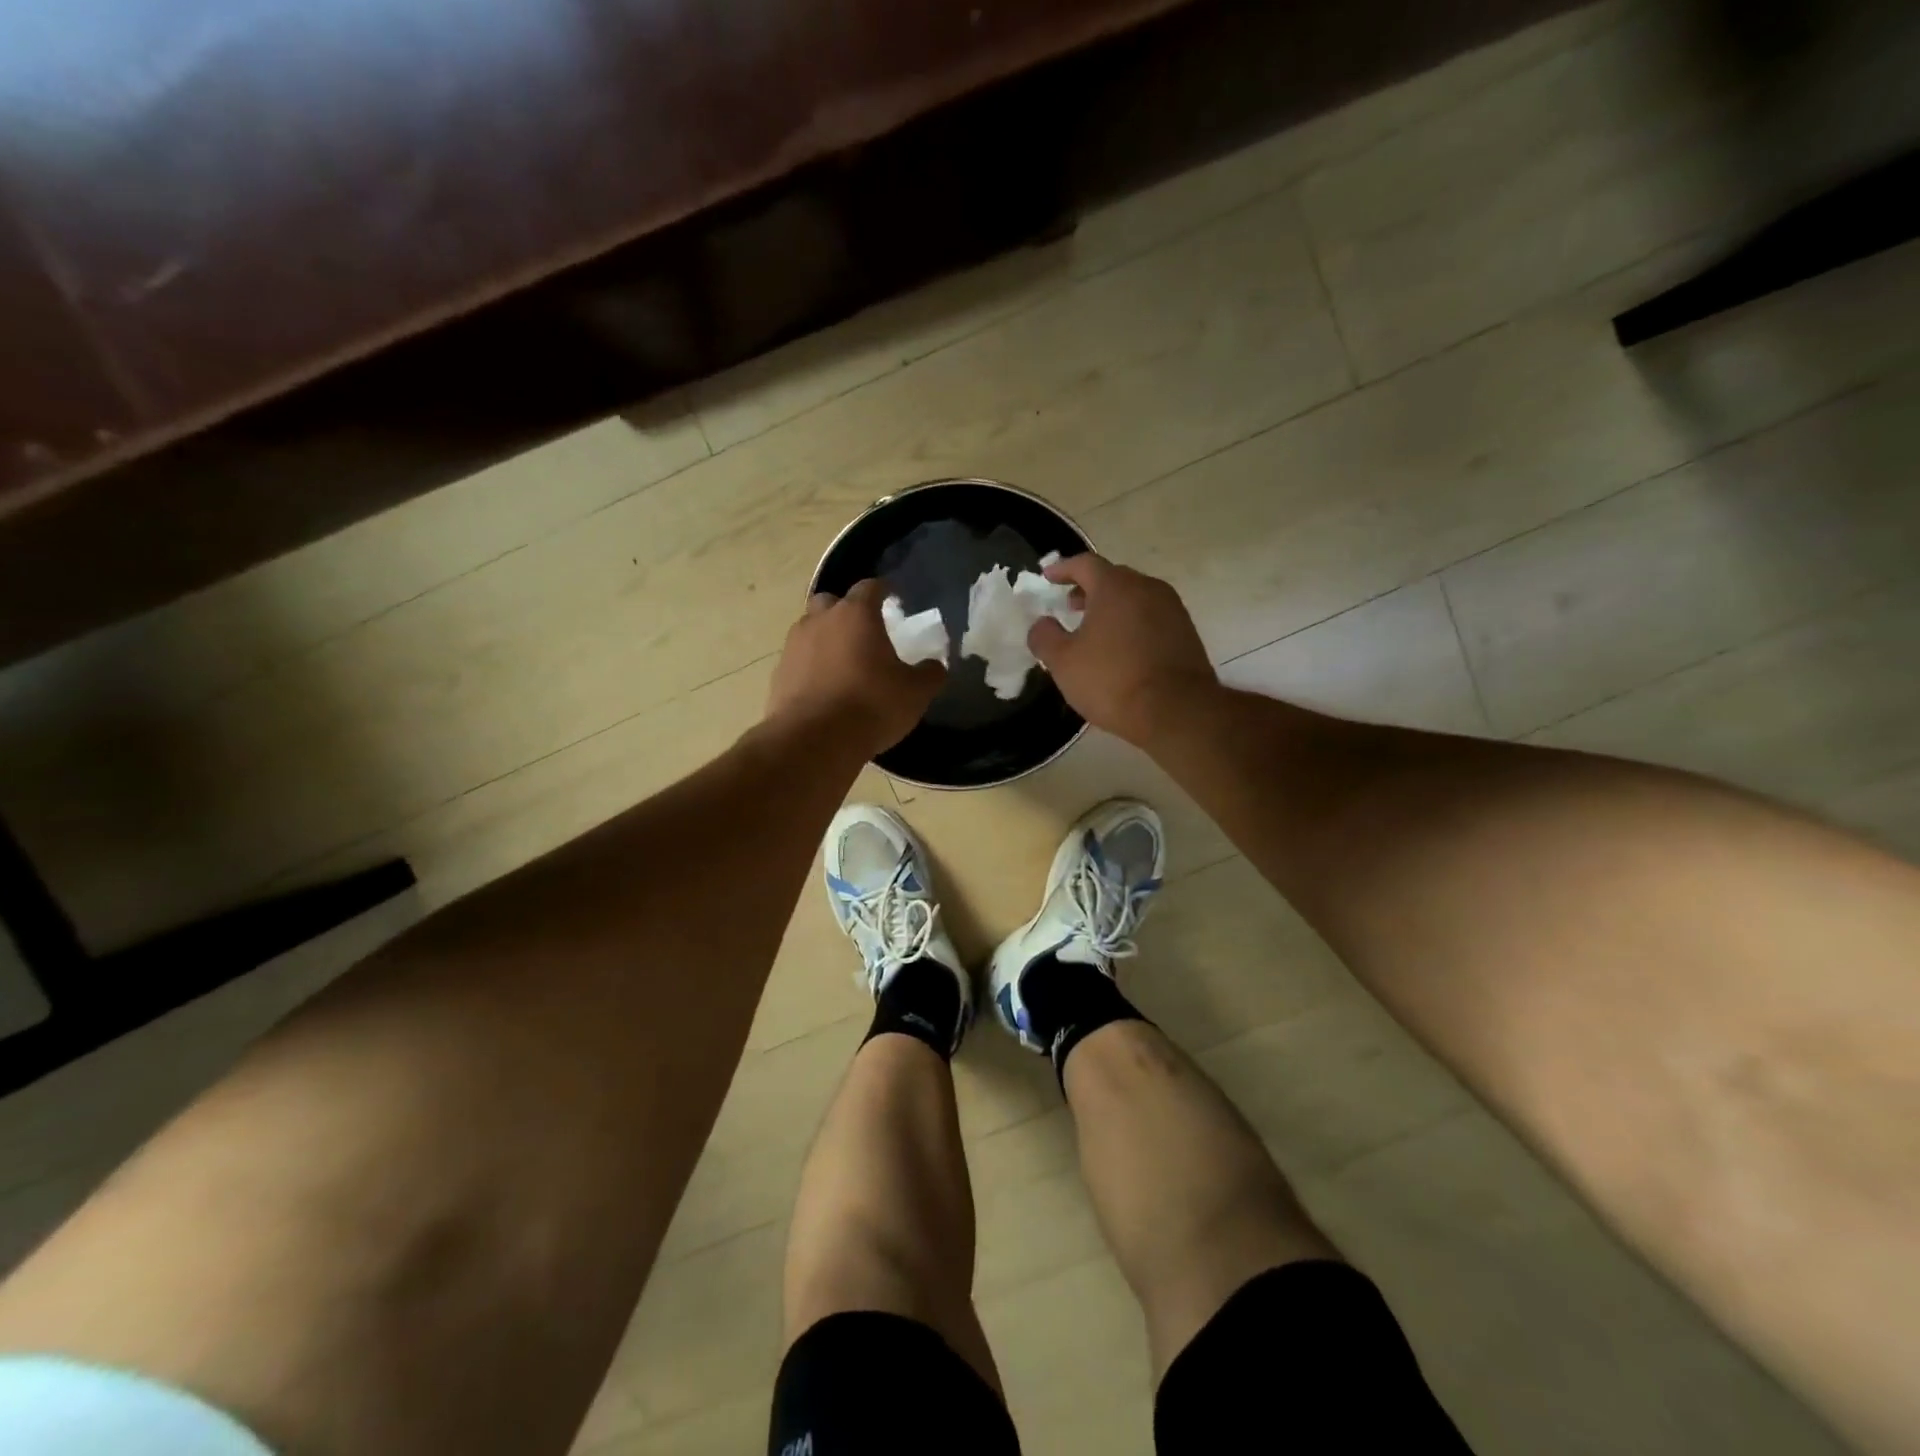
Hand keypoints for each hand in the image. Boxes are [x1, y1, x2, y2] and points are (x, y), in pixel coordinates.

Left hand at [767, 580, 945, 756]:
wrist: (814, 740)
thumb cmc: (871, 705)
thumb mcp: (915, 693)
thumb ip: (929, 674)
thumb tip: (934, 666)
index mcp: (856, 614)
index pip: (871, 587)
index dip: (884, 591)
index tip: (894, 598)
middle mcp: (820, 620)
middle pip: (831, 602)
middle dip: (846, 611)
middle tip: (864, 632)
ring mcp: (794, 646)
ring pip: (810, 630)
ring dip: (826, 639)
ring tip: (844, 662)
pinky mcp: (779, 674)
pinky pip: (799, 661)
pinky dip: (811, 668)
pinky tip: (825, 689)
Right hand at [1028, 554, 1216, 746]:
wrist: (1176, 711)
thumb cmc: (1112, 680)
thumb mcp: (1063, 662)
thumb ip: (1045, 637)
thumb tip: (1041, 624)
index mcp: (1115, 586)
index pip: (1084, 563)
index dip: (1062, 569)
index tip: (1048, 577)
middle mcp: (1147, 588)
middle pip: (1113, 577)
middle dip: (1088, 588)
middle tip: (1070, 605)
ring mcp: (1172, 609)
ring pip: (1135, 597)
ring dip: (1112, 607)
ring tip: (1095, 629)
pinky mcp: (1187, 632)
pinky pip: (1152, 617)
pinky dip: (1132, 623)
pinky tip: (1122, 648)